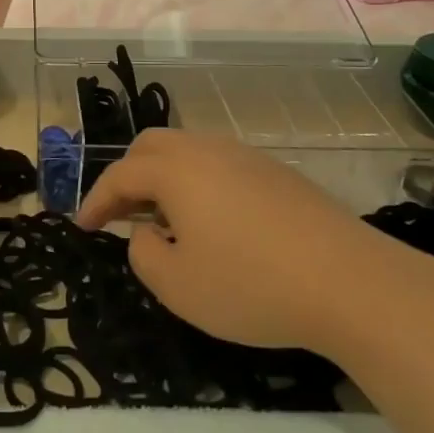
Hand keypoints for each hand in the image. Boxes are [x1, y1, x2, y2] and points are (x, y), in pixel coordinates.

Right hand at [76, 129, 414, 351]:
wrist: (351, 282)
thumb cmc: (253, 285)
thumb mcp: (179, 286)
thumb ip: (144, 254)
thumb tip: (146, 233)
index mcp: (177, 169)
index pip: (121, 174)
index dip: (96, 200)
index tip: (82, 226)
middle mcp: (208, 150)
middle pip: (152, 146)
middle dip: (127, 176)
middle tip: (120, 214)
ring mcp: (247, 156)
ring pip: (188, 151)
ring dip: (164, 178)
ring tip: (165, 221)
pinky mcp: (278, 172)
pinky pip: (220, 165)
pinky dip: (198, 183)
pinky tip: (213, 222)